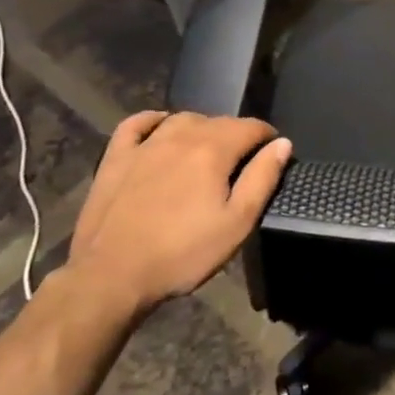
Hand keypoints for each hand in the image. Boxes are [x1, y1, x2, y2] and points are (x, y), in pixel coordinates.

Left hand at [61, 111, 291, 320]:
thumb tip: (282, 144)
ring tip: (207, 149)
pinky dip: (153, 120)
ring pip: (182, 119)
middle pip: (218, 121)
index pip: (251, 127)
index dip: (267, 136)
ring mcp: (145, 144)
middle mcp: (181, 136)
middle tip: (243, 161)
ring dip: (201, 127)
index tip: (273, 153)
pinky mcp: (116, 158)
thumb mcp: (236, 223)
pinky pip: (136, 124)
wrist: (111, 275)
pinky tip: (160, 127)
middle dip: (237, 134)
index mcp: (214, 150)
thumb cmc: (182, 253)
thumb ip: (262, 179)